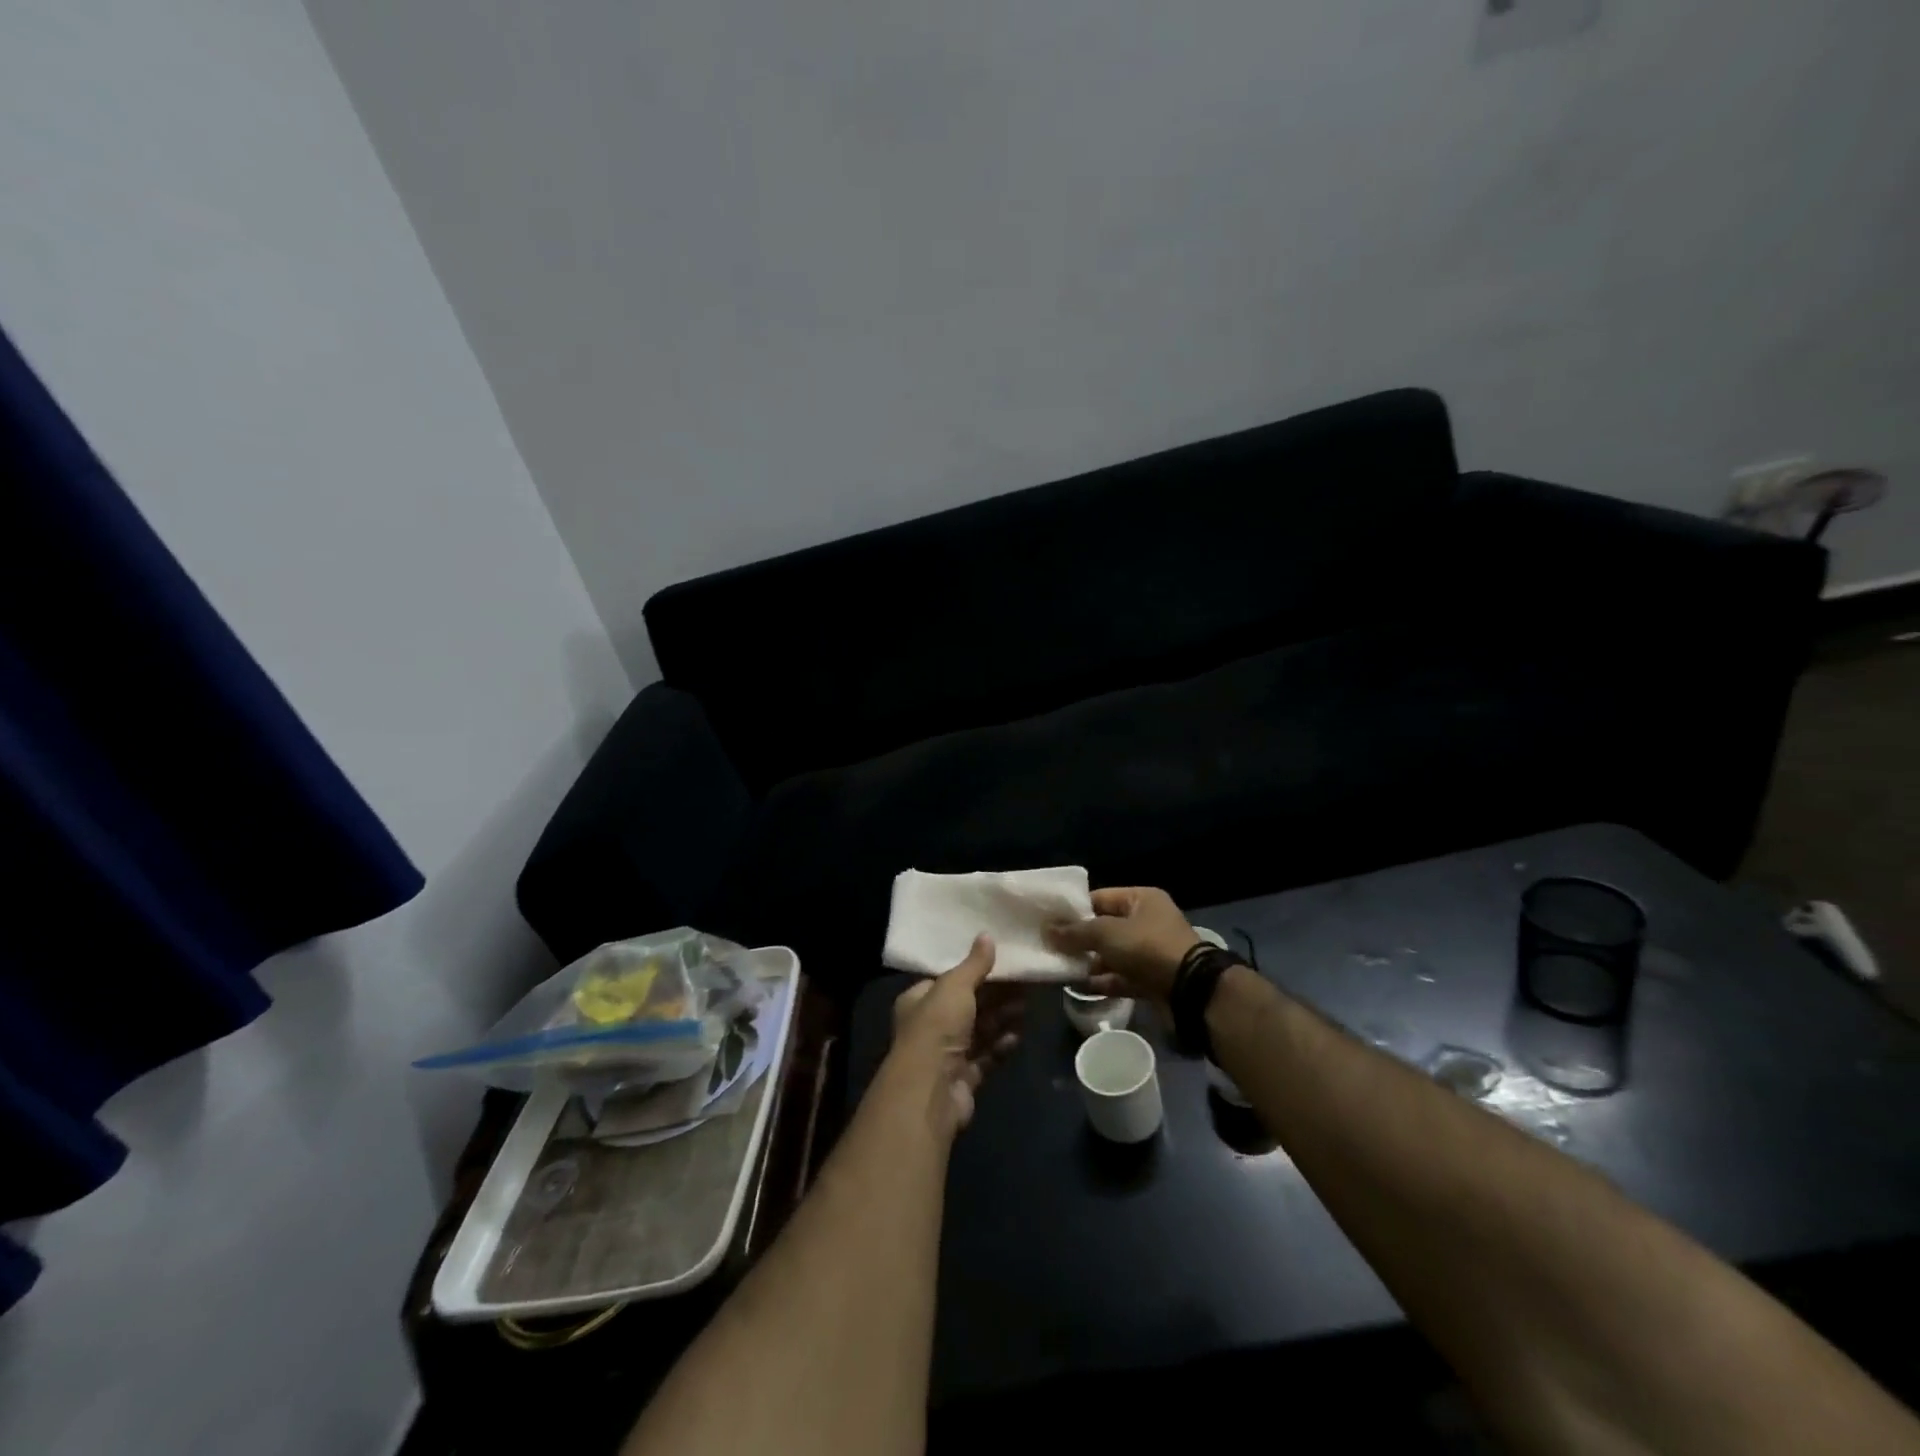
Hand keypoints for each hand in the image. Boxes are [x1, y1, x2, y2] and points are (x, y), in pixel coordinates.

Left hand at [887, 935, 1024, 1136]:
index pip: (948, 981)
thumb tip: (987, 935)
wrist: (931, 1090)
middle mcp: (931, 1026)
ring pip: (981, 1031)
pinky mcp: (965, 1078)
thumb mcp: (955, 986)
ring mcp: (948, 1054)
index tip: (1002, 961)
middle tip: (1025, 982)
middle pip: (969, 1005)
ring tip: (1028, 1005)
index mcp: (919, 1000)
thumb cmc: (937, 1027)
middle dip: (996, 995)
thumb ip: (974, 964)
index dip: (974, 971)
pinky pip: (988, 1056)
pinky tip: (1019, 1035)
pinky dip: (1002, 1045)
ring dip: (1003, 1018)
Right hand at [1046, 886, 1200, 1001]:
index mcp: (1141, 899)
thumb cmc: (1147, 947)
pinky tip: (1079, 986)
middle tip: (1051, 946)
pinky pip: (1121, 976)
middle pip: (1106, 927)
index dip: (1075, 909)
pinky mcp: (1151, 978)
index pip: (1101, 898)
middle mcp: (1147, 922)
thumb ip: (1076, 932)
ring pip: (1112, 954)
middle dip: (1080, 938)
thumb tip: (1047, 930)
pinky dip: (1103, 981)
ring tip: (1061, 967)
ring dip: (1090, 961)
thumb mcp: (1107, 933)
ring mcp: (1150, 952)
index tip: (1050, 921)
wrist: (1190, 989)